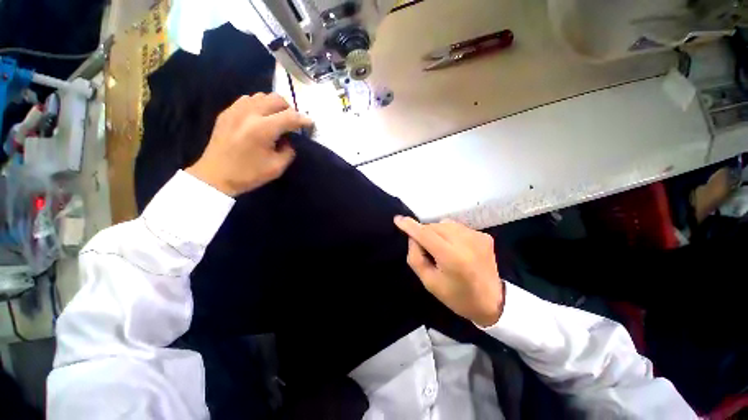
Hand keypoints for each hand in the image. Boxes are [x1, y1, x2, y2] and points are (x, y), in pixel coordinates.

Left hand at [186, 93, 312, 195]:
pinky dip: (259, 105)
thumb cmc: (249, 174)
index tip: (310, 123)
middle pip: (276, 99)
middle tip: (293, 122)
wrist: (215, 175)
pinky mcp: (227, 113)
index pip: (290, 116)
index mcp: (263, 129)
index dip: (303, 119)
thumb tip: (288, 140)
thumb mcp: (277, 167)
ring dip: (274, 105)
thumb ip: (289, 151)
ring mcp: (235, 110)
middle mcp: (249, 114)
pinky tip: (260, 118)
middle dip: (289, 109)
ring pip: (261, 96)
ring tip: (277, 118)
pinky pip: (247, 99)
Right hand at [394, 216, 503, 326]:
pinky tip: (456, 248)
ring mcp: (477, 237)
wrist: (493, 302)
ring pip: (445, 224)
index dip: (410, 226)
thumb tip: (413, 237)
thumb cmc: (457, 296)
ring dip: (437, 232)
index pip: (426, 234)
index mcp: (452, 258)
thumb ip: (416, 257)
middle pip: (434, 227)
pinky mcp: (484, 236)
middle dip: (424, 233)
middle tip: (426, 250)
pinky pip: (458, 227)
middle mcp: (466, 242)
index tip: (398, 219)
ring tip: (441, 248)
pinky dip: (451, 234)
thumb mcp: (429, 282)